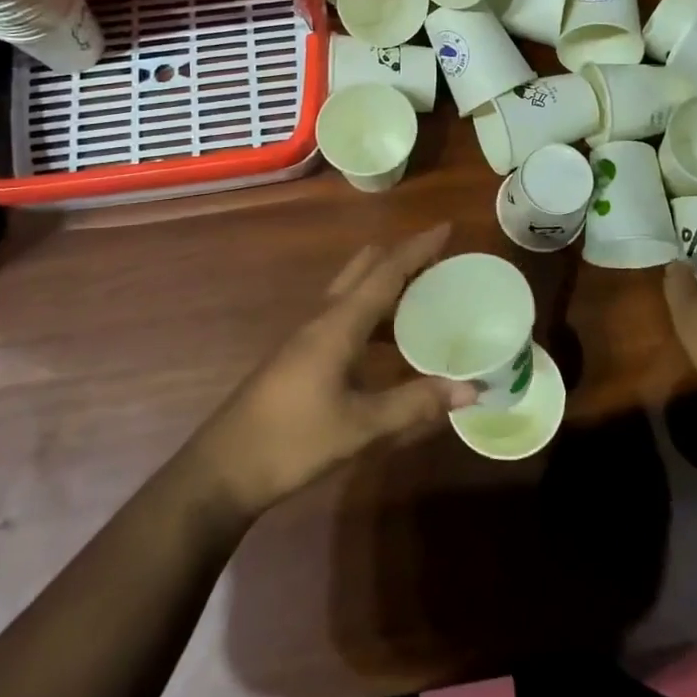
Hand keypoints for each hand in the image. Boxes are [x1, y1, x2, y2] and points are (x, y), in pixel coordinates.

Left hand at [192, 224, 476, 516]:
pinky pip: (345, 316)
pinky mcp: (302, 355)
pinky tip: (391, 344)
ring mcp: (308, 336)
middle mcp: (323, 318)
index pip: (386, 271)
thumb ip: (416, 404)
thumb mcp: (361, 427)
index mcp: (338, 324)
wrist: (225, 468)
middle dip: (401, 258)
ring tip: (425, 299)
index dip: (417, 248)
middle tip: (439, 265)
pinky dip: (374, 314)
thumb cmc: (293, 441)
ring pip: (353, 291)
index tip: (447, 228)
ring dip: (387, 285)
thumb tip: (471, 389)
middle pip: (365, 268)